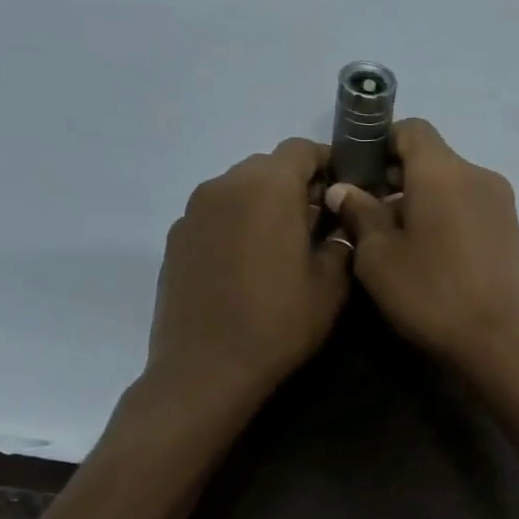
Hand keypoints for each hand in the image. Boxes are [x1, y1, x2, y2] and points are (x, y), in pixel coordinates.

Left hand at [146, 138, 351, 404]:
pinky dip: (236, 223)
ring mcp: (194, 211)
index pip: (301, 148)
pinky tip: (246, 264)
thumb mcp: (330, 286)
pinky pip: (215, 213)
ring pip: (239, 188)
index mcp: (268, 188)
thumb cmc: (278, 324)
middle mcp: (226, 185)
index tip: (342, 192)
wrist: (205, 370)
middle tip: (316, 224)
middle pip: (268, 165)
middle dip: (295, 185)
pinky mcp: (176, 237)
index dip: (327, 163)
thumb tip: (336, 221)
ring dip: (264, 203)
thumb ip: (341, 241)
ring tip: (280, 246)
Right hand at [324, 119, 518, 389]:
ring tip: (398, 243)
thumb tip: (345, 189)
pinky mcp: (513, 231)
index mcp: (444, 171)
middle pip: (432, 159)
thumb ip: (360, 214)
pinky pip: (470, 209)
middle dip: (396, 178)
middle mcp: (479, 175)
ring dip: (421, 202)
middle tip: (368, 216)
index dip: (379, 142)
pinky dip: (446, 219)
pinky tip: (432, 258)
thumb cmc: (433, 294)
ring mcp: (502, 204)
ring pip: (451, 186)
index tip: (357, 173)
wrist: (505, 343)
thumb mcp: (379, 258)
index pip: (411, 129)